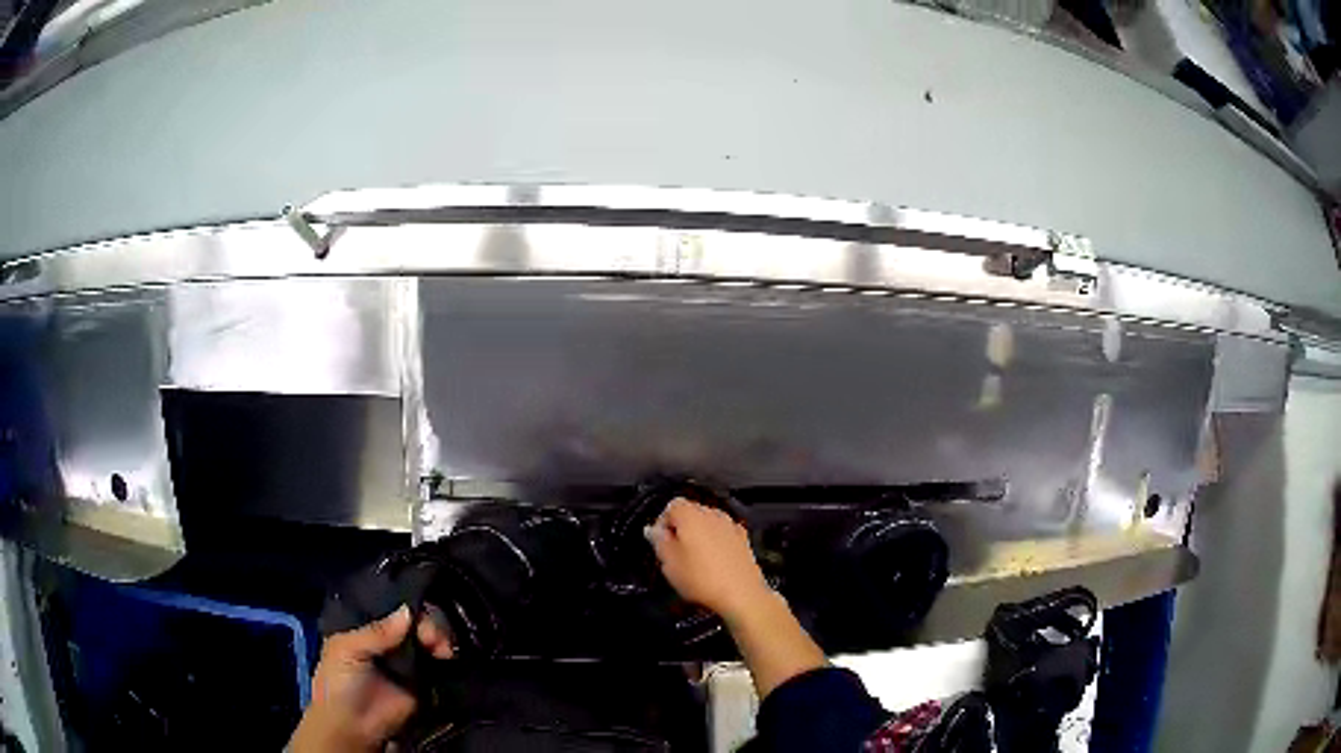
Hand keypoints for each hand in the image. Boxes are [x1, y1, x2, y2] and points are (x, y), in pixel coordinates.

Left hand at [289, 606, 453, 752]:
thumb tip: (409, 611)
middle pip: (415, 621)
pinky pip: (439, 664)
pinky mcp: (425, 682)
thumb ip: (377, 632)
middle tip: (432, 637)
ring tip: (442, 648)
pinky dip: (447, 656)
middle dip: (429, 623)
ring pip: (430, 639)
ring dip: (440, 637)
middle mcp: (390, 641)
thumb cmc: (338, 682)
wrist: (352, 726)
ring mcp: (409, 661)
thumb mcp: (346, 649)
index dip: (407, 605)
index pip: (392, 607)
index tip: (419, 611)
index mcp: (367, 627)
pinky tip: (447, 656)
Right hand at [645, 498, 771, 620]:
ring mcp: (730, 525)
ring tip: (695, 559)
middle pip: (690, 511)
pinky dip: (716, 541)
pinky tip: (715, 561)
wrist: (741, 594)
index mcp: (691, 515)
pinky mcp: (743, 538)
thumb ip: (658, 541)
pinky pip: (723, 533)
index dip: (663, 523)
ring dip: (699, 534)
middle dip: (680, 528)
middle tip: (675, 552)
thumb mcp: (669, 563)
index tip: (661, 542)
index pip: (671, 505)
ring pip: (708, 522)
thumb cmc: (700, 578)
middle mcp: (712, 514)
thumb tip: (653, 530)